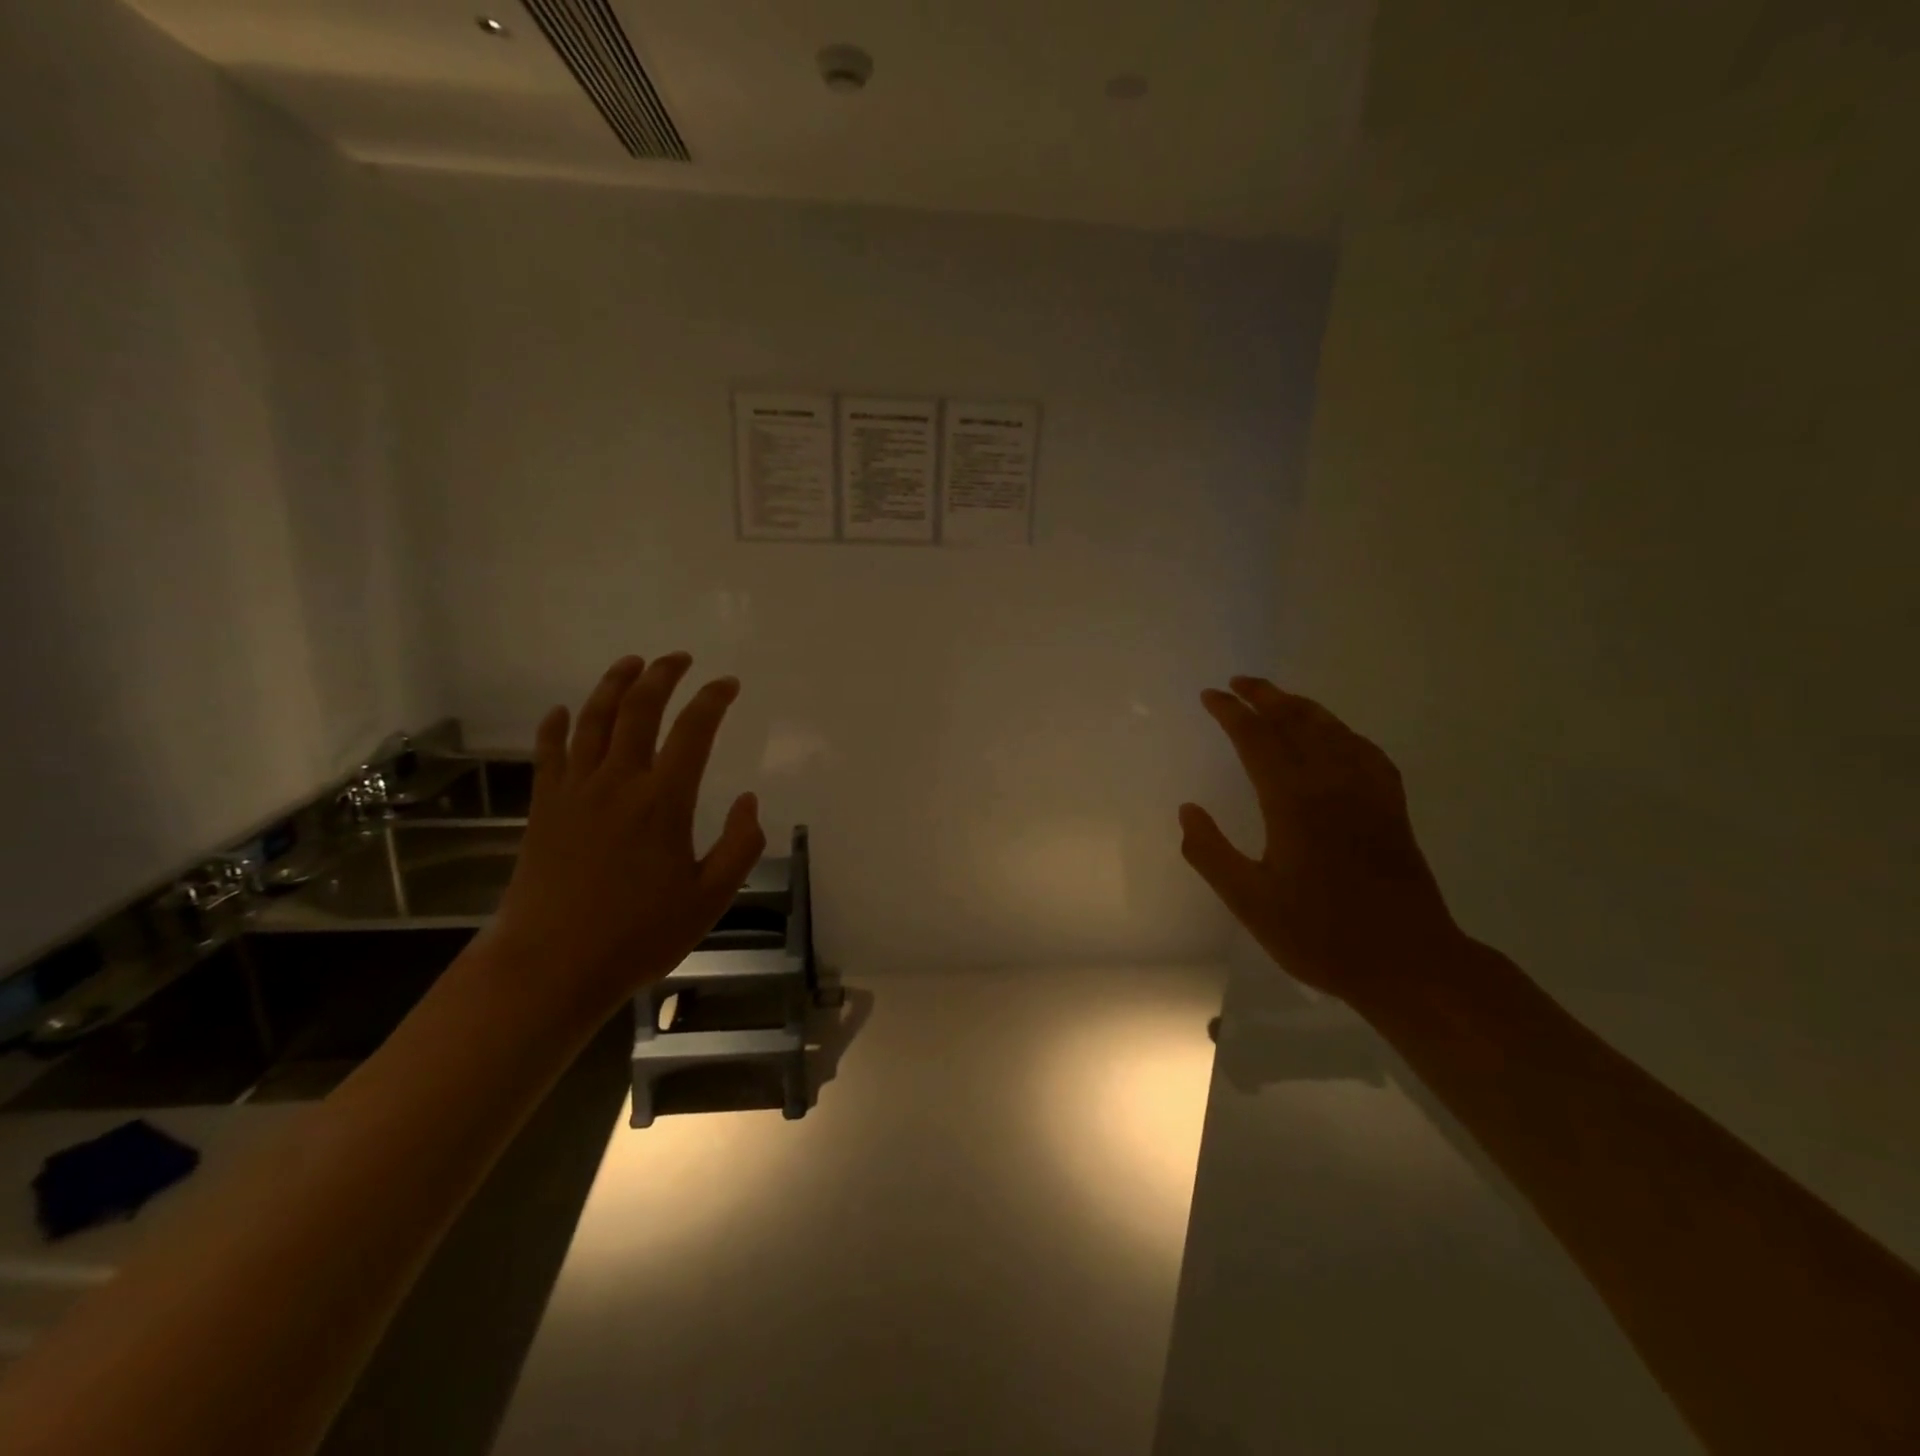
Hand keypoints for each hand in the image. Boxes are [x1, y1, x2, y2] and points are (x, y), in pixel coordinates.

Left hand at [491, 653, 765, 1020]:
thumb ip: (739, 847)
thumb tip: (751, 802)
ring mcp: (574, 791)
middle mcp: (618, 782)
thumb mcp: (709, 899)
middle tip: (679, 659)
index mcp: (663, 801)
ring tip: (631, 663)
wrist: (550, 966)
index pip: (694, 730)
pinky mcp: (544, 807)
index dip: (713, 699)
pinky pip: (548, 752)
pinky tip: (562, 712)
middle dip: (662, 675)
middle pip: (639, 709)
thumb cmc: (638, 936)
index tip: (728, 684)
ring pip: (593, 719)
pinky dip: (557, 726)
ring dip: (613, 684)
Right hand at [1179, 676, 1459, 1003]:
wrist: (1409, 962)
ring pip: (1333, 730)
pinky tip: (1337, 736)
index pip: (1256, 739)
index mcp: (1293, 802)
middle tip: (1239, 682)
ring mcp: (1369, 792)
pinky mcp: (1392, 807)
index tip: (1210, 695)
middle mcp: (1333, 784)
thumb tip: (1187, 810)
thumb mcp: (1250, 902)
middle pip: (1297, 722)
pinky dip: (1342, 732)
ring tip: (1278, 698)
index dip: (1231, 713)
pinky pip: (1365, 751)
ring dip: (1301, 707)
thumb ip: (1211, 853)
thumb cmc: (1321, 934)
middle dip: (1265, 696)